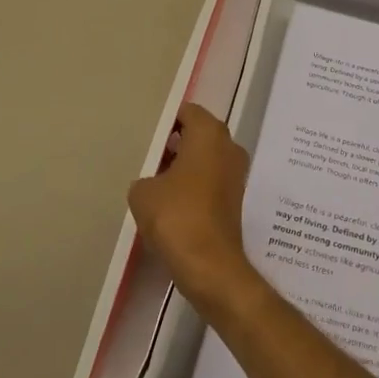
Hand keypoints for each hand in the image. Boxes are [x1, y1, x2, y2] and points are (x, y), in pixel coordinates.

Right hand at [128, 103, 257, 317]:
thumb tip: (153, 183)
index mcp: (209, 133)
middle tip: (148, 156)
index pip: (188, 112)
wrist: (210, 265)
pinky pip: (210, 180)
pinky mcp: (235, 199)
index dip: (167, 121)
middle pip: (199, 134)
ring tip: (155, 181)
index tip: (148, 134)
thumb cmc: (176, 216)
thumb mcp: (143, 192)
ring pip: (205, 158)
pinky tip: (170, 202)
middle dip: (175, 142)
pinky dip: (193, 185)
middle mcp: (228, 147)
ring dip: (184, 166)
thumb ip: (145, 177)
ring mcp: (236, 173)